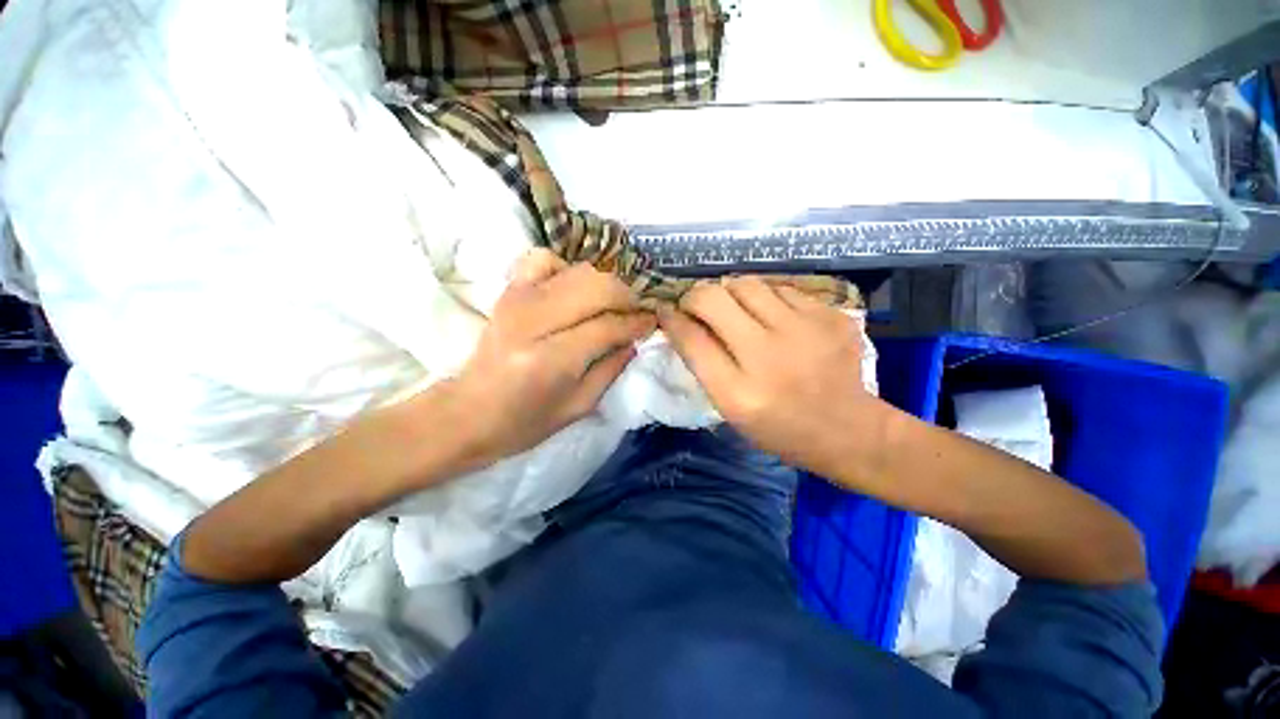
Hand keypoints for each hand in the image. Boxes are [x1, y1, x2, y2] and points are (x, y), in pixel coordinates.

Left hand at [447, 250, 655, 465]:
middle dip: (627, 296)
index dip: (636, 322)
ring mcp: (517, 300)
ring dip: (605, 284)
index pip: (608, 326)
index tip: (653, 322)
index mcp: (551, 360)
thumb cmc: (525, 422)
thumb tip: (634, 339)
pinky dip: (567, 268)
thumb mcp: (579, 406)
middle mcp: (534, 321)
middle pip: (596, 287)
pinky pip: (543, 260)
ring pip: (578, 270)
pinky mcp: (508, 292)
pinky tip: (574, 289)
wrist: (468, 413)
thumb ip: (612, 368)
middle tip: (637, 312)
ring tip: (613, 304)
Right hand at [658, 277, 885, 479]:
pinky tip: (773, 318)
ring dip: (731, 294)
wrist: (848, 430)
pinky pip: (781, 288)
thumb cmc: (779, 427)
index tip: (667, 310)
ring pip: (746, 284)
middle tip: (699, 307)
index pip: (691, 339)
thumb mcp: (731, 409)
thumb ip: (704, 365)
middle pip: (713, 298)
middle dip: (696, 296)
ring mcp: (805, 331)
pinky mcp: (830, 316)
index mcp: (739, 393)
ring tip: (737, 312)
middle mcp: (769, 356)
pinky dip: (766, 298)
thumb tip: (682, 321)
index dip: (672, 318)